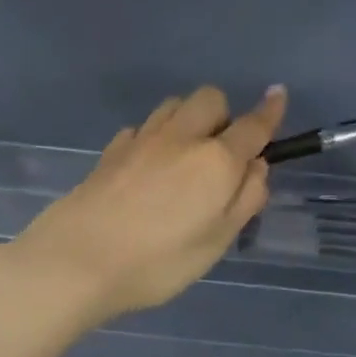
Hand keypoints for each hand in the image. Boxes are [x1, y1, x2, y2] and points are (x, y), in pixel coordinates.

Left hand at [6, 85, 287, 326]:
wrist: (77, 261)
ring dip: (188, 117)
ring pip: (174, 105)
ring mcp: (142, 140)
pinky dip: (154, 137)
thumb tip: (256, 166)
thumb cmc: (159, 261)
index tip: (278, 94)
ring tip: (186, 153)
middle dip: (223, 114)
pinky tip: (148, 164)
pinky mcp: (111, 150)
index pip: (252, 127)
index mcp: (215, 161)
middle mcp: (181, 138)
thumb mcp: (217, 241)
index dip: (270, 111)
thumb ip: (244, 200)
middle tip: (221, 150)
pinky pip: (142, 127)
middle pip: (210, 99)